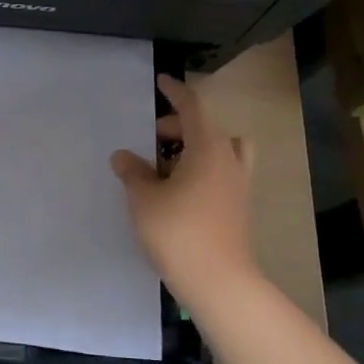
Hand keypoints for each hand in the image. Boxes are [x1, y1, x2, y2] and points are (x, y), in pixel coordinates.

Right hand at [111, 74, 260, 301]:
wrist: (219, 282)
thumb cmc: (178, 232)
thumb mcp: (144, 199)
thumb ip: (133, 172)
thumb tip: (123, 156)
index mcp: (208, 149)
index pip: (192, 108)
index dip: (175, 92)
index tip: (162, 81)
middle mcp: (229, 161)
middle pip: (208, 128)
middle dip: (179, 127)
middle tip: (151, 140)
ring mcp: (239, 186)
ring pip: (222, 151)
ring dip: (197, 148)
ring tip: (168, 165)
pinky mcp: (239, 208)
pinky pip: (222, 173)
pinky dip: (203, 170)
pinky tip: (178, 191)